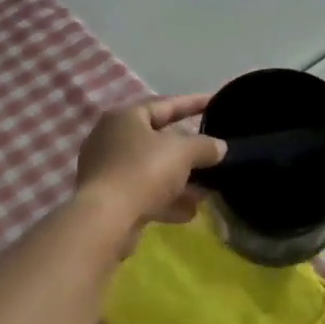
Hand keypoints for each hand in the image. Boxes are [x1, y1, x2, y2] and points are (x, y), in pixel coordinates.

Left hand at [75, 94, 225, 228]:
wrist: (105, 220)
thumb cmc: (143, 172)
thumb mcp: (182, 152)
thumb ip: (205, 146)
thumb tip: (219, 147)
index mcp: (126, 117)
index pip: (166, 104)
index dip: (193, 103)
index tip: (215, 102)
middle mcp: (112, 138)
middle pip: (158, 139)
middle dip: (188, 149)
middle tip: (212, 151)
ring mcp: (107, 170)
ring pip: (152, 169)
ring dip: (180, 179)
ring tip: (208, 189)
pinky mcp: (108, 198)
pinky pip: (144, 192)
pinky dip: (166, 199)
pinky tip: (190, 212)